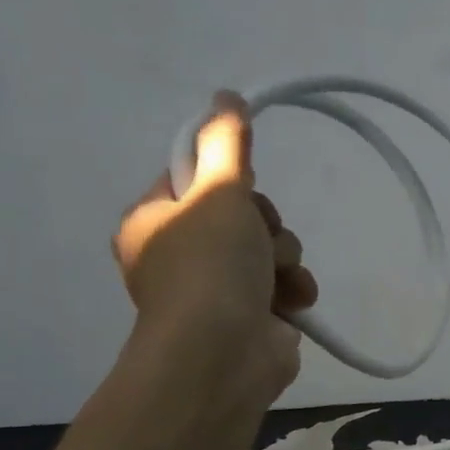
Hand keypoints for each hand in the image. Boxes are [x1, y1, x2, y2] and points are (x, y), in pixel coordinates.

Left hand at [112, 91, 318, 404]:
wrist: (224, 354)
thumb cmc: (209, 267)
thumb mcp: (217, 193)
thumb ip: (226, 144)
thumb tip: (225, 95)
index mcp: (154, 222)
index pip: (195, 178)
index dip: (228, 180)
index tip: (243, 187)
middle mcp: (181, 253)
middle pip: (242, 213)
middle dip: (266, 226)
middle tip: (260, 238)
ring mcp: (217, 289)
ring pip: (270, 248)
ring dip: (285, 258)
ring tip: (281, 277)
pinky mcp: (253, 315)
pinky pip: (284, 282)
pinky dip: (294, 287)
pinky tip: (294, 298)